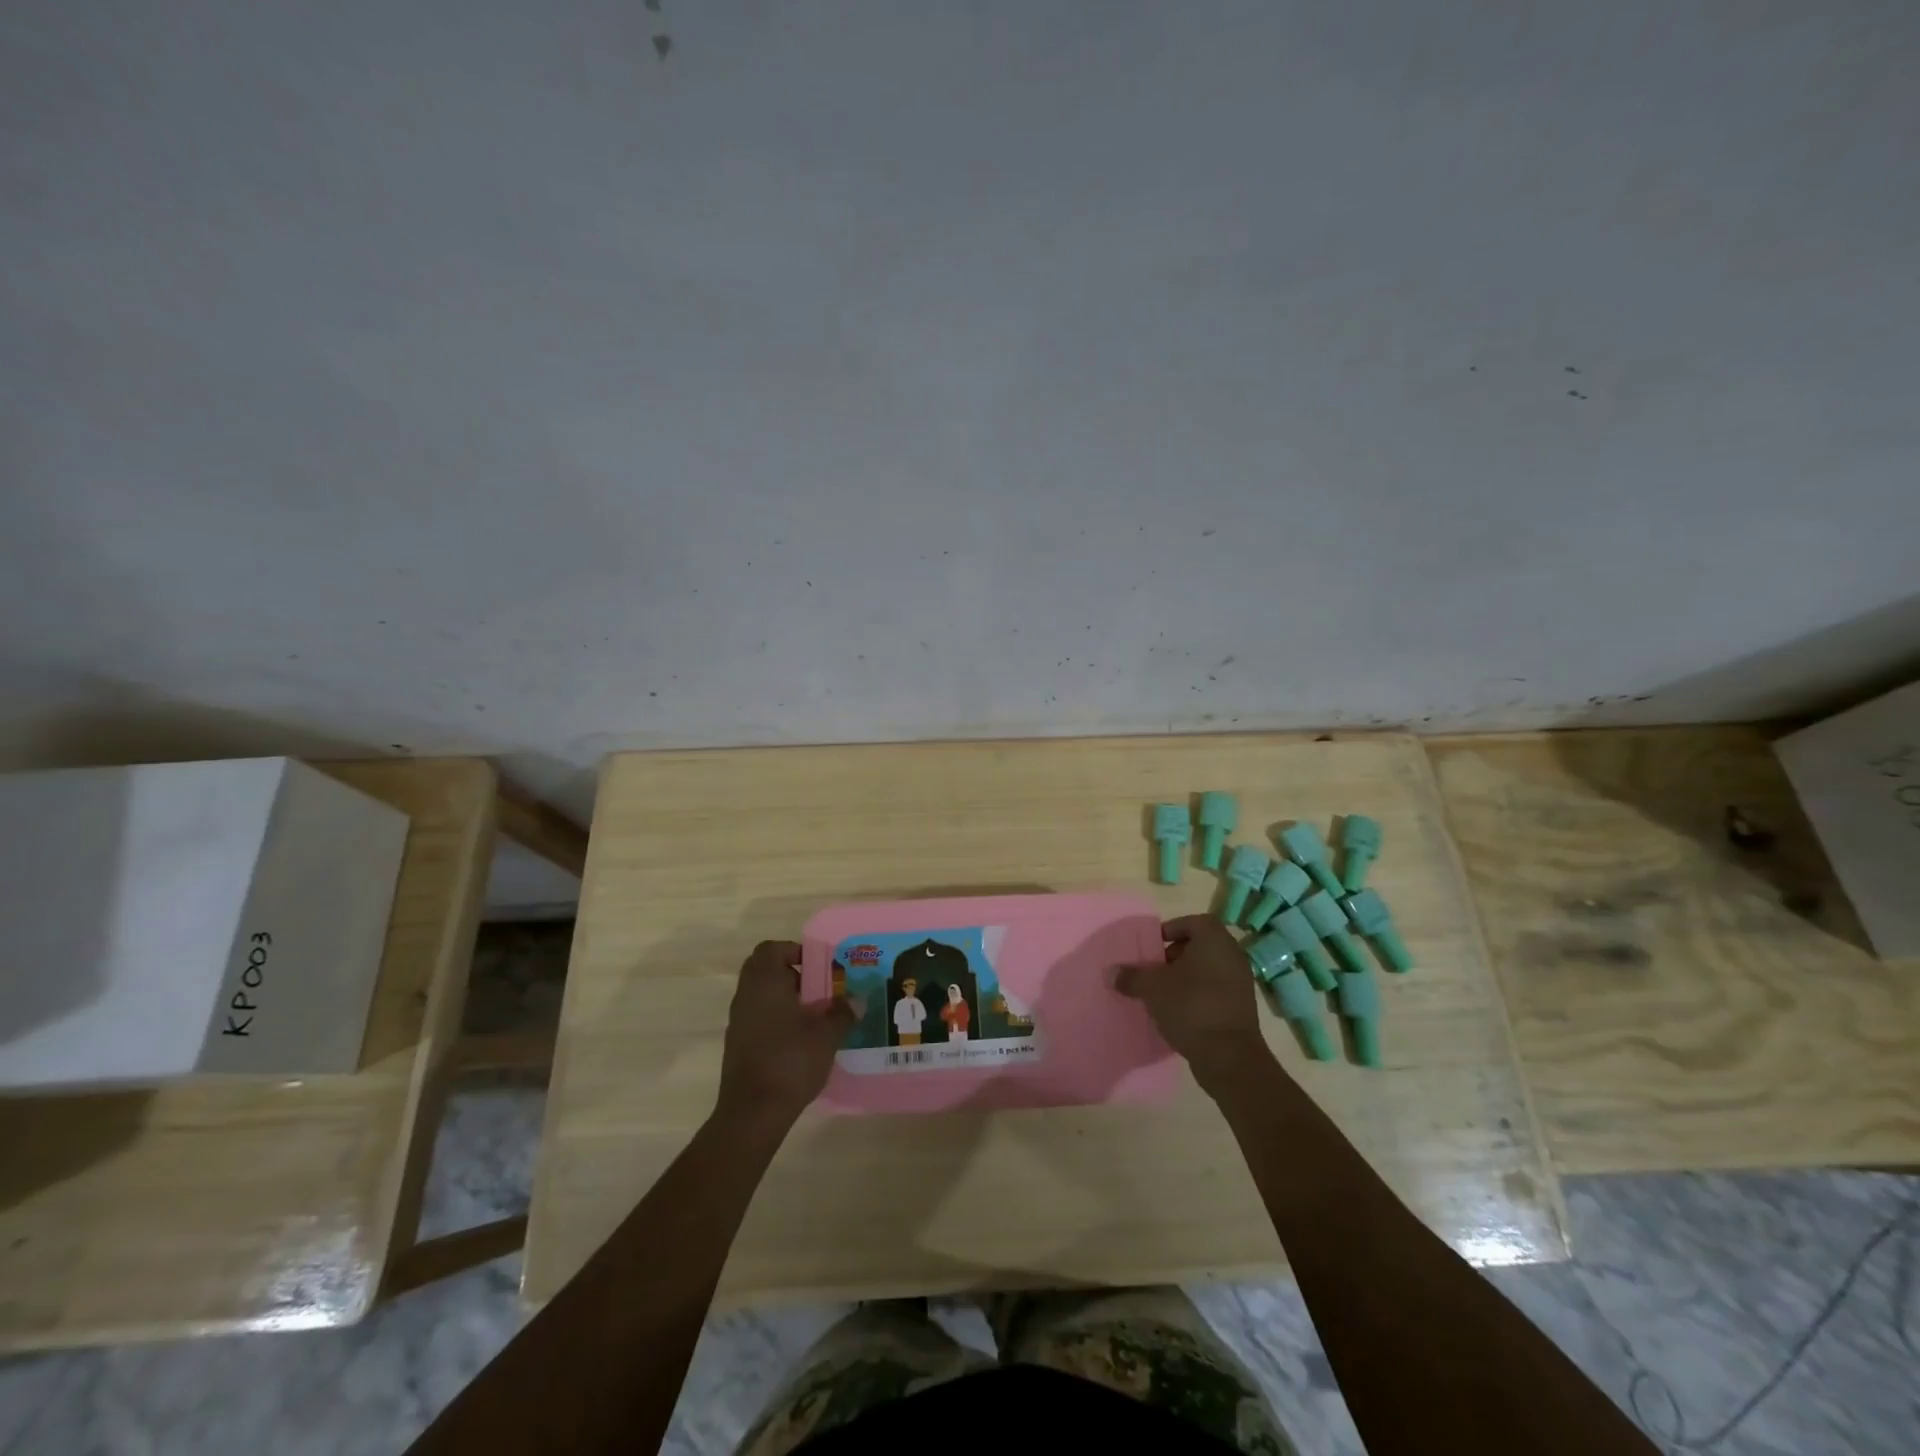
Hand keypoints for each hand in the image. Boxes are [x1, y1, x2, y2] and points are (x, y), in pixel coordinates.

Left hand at [716, 941, 855, 1128]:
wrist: (753, 1112)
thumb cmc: (790, 1060)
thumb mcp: (826, 1034)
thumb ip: (842, 1013)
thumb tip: (856, 1001)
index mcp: (765, 982)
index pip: (771, 949)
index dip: (794, 951)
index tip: (817, 967)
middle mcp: (746, 995)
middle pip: (765, 971)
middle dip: (792, 975)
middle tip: (818, 989)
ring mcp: (738, 1021)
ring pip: (761, 996)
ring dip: (785, 999)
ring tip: (814, 1016)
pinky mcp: (737, 1045)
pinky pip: (758, 1018)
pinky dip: (776, 1020)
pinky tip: (799, 1041)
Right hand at [1116, 915, 1274, 1097]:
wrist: (1229, 1056)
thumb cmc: (1190, 1007)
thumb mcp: (1152, 988)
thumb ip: (1131, 976)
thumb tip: (1111, 973)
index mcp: (1214, 940)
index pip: (1193, 922)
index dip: (1171, 930)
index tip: (1152, 947)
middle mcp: (1232, 955)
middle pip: (1200, 945)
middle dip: (1175, 955)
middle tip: (1154, 970)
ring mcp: (1241, 982)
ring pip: (1207, 969)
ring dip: (1185, 977)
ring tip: (1162, 992)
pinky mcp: (1241, 1007)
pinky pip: (1215, 990)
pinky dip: (1197, 995)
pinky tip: (1179, 1011)